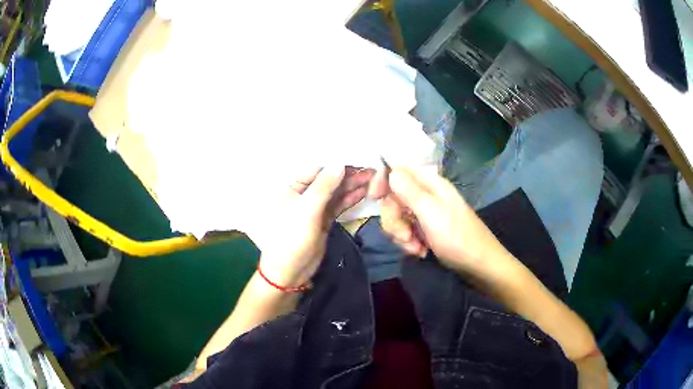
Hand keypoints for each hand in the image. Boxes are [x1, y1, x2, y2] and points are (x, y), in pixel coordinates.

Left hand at [248, 166, 374, 287]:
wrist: (290, 271)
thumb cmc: (292, 237)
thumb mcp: (307, 209)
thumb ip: (324, 186)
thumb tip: (339, 163)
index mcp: (291, 188)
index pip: (316, 170)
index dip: (335, 164)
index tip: (357, 158)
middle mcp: (302, 195)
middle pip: (327, 180)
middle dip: (347, 175)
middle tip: (371, 169)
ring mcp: (313, 208)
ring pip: (335, 193)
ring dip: (352, 186)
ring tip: (373, 177)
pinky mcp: (323, 220)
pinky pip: (337, 205)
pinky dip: (350, 198)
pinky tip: (364, 191)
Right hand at [369, 166, 506, 274]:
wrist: (480, 266)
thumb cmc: (458, 238)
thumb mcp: (431, 213)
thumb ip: (409, 191)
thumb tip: (391, 170)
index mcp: (429, 183)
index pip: (397, 170)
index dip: (382, 181)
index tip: (373, 198)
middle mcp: (426, 194)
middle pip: (393, 197)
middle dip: (393, 219)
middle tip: (405, 236)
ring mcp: (426, 213)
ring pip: (398, 216)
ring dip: (401, 235)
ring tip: (416, 248)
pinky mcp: (427, 229)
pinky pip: (407, 231)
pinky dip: (409, 242)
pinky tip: (421, 251)